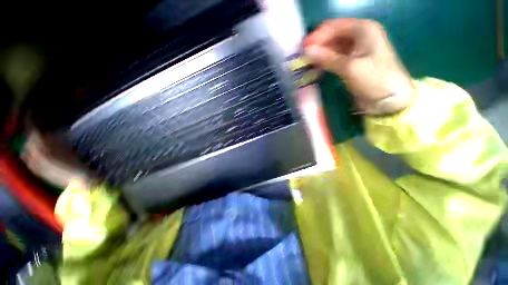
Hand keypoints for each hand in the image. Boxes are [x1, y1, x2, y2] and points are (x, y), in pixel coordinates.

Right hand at [304, 19, 414, 114]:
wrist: (391, 99)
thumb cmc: (375, 80)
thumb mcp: (350, 68)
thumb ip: (327, 58)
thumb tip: (306, 51)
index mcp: (363, 29)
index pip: (333, 26)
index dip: (316, 36)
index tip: (302, 50)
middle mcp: (360, 35)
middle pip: (333, 35)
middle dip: (317, 45)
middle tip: (302, 58)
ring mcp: (357, 48)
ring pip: (333, 46)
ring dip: (320, 54)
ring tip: (306, 63)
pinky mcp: (353, 61)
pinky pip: (335, 56)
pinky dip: (325, 61)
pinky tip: (316, 67)